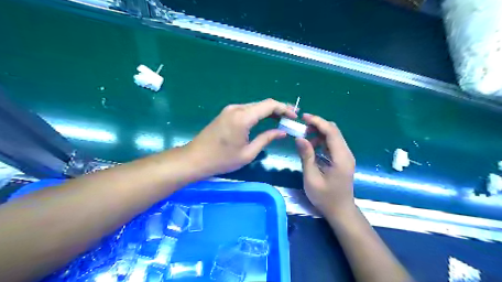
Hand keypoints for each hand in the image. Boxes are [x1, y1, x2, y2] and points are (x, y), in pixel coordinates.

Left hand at [188, 99, 296, 175]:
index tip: (294, 116)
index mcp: (243, 117)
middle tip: (290, 119)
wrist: (195, 159)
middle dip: (278, 109)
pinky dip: (258, 114)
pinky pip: (246, 110)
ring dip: (269, 111)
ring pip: (255, 106)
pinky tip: (265, 121)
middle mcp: (237, 108)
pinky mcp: (226, 113)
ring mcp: (230, 109)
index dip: (284, 109)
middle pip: (263, 103)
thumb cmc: (222, 159)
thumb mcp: (248, 153)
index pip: (269, 105)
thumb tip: (282, 132)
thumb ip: (266, 139)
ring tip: (281, 120)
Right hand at [295, 113, 356, 216]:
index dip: (318, 122)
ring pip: (333, 136)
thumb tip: (299, 138)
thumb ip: (306, 156)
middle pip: (334, 131)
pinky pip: (333, 144)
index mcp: (341, 158)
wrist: (341, 211)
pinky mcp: (343, 159)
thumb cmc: (325, 198)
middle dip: (318, 125)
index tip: (304, 117)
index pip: (331, 132)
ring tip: (305, 138)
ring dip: (319, 133)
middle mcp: (346, 154)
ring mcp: (346, 156)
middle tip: (302, 128)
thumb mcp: (311, 178)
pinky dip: (322, 141)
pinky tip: (312, 146)